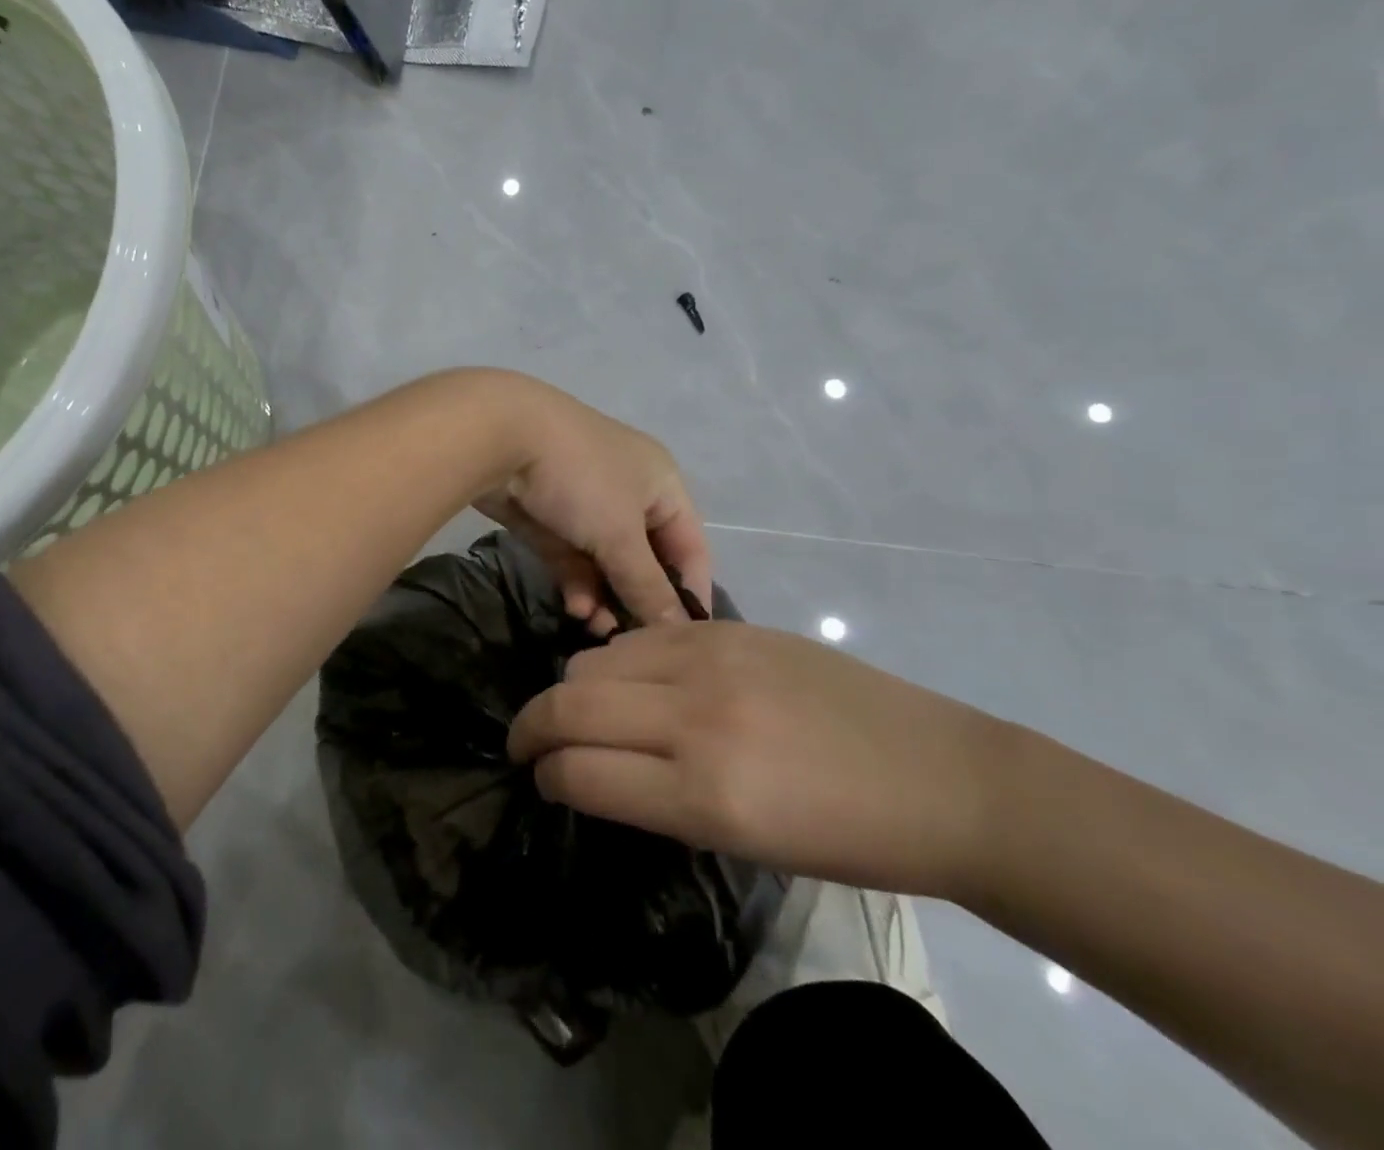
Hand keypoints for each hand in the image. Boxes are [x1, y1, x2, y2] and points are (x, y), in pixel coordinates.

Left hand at [473, 379, 709, 630]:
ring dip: (605, 598)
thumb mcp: (620, 534)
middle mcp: (628, 493)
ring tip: (597, 631)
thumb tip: (678, 629)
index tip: (684, 641)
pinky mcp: (548, 518)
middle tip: (631, 642)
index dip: (690, 592)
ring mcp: (585, 505)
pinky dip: (577, 584)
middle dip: (638, 600)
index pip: (691, 547)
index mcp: (661, 484)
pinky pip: (572, 559)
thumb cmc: (580, 479)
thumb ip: (647, 584)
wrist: (500, 437)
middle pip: (646, 560)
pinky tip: (575, 609)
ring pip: (605, 564)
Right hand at [506, 620, 1008, 898]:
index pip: (577, 772)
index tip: (541, 780)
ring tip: (587, 711)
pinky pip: (640, 636)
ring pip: (593, 659)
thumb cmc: (848, 840)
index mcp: (704, 794)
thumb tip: (588, 769)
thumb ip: (652, 798)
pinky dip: (618, 661)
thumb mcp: (740, 845)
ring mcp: (710, 658)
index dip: (546, 777)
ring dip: (574, 690)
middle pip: (568, 704)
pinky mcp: (728, 628)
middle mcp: (695, 715)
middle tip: (532, 745)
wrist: (942, 778)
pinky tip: (636, 681)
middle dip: (533, 728)